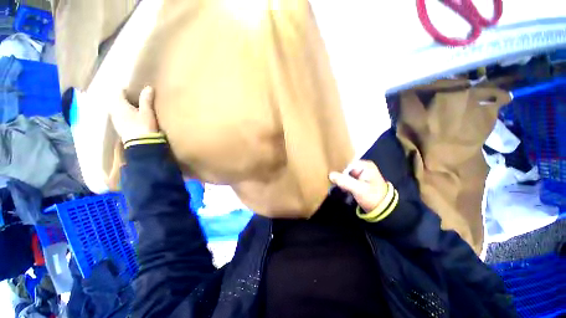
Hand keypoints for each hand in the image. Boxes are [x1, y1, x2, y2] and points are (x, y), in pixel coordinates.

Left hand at [110, 86, 158, 142]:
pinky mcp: (119, 128)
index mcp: (119, 105)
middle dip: (123, 98)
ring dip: (123, 106)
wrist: (141, 144)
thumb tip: (148, 87)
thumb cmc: (144, 126)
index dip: (126, 89)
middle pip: (116, 100)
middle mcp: (114, 111)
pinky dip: (123, 114)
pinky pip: (118, 116)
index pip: (119, 92)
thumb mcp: (147, 112)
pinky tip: (131, 117)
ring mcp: (115, 120)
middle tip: (133, 98)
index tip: (134, 89)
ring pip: (116, 109)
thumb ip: (146, 100)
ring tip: (132, 107)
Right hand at [329, 160, 387, 211]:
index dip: (338, 170)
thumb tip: (330, 175)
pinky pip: (347, 179)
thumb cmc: (373, 197)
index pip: (346, 164)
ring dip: (340, 180)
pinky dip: (344, 184)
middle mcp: (362, 167)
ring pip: (345, 174)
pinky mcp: (358, 181)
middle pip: (345, 168)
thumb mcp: (358, 189)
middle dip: (339, 175)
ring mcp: (361, 174)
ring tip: (336, 186)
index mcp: (365, 165)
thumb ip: (344, 181)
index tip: (331, 177)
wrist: (383, 210)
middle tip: (333, 182)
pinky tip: (341, 188)